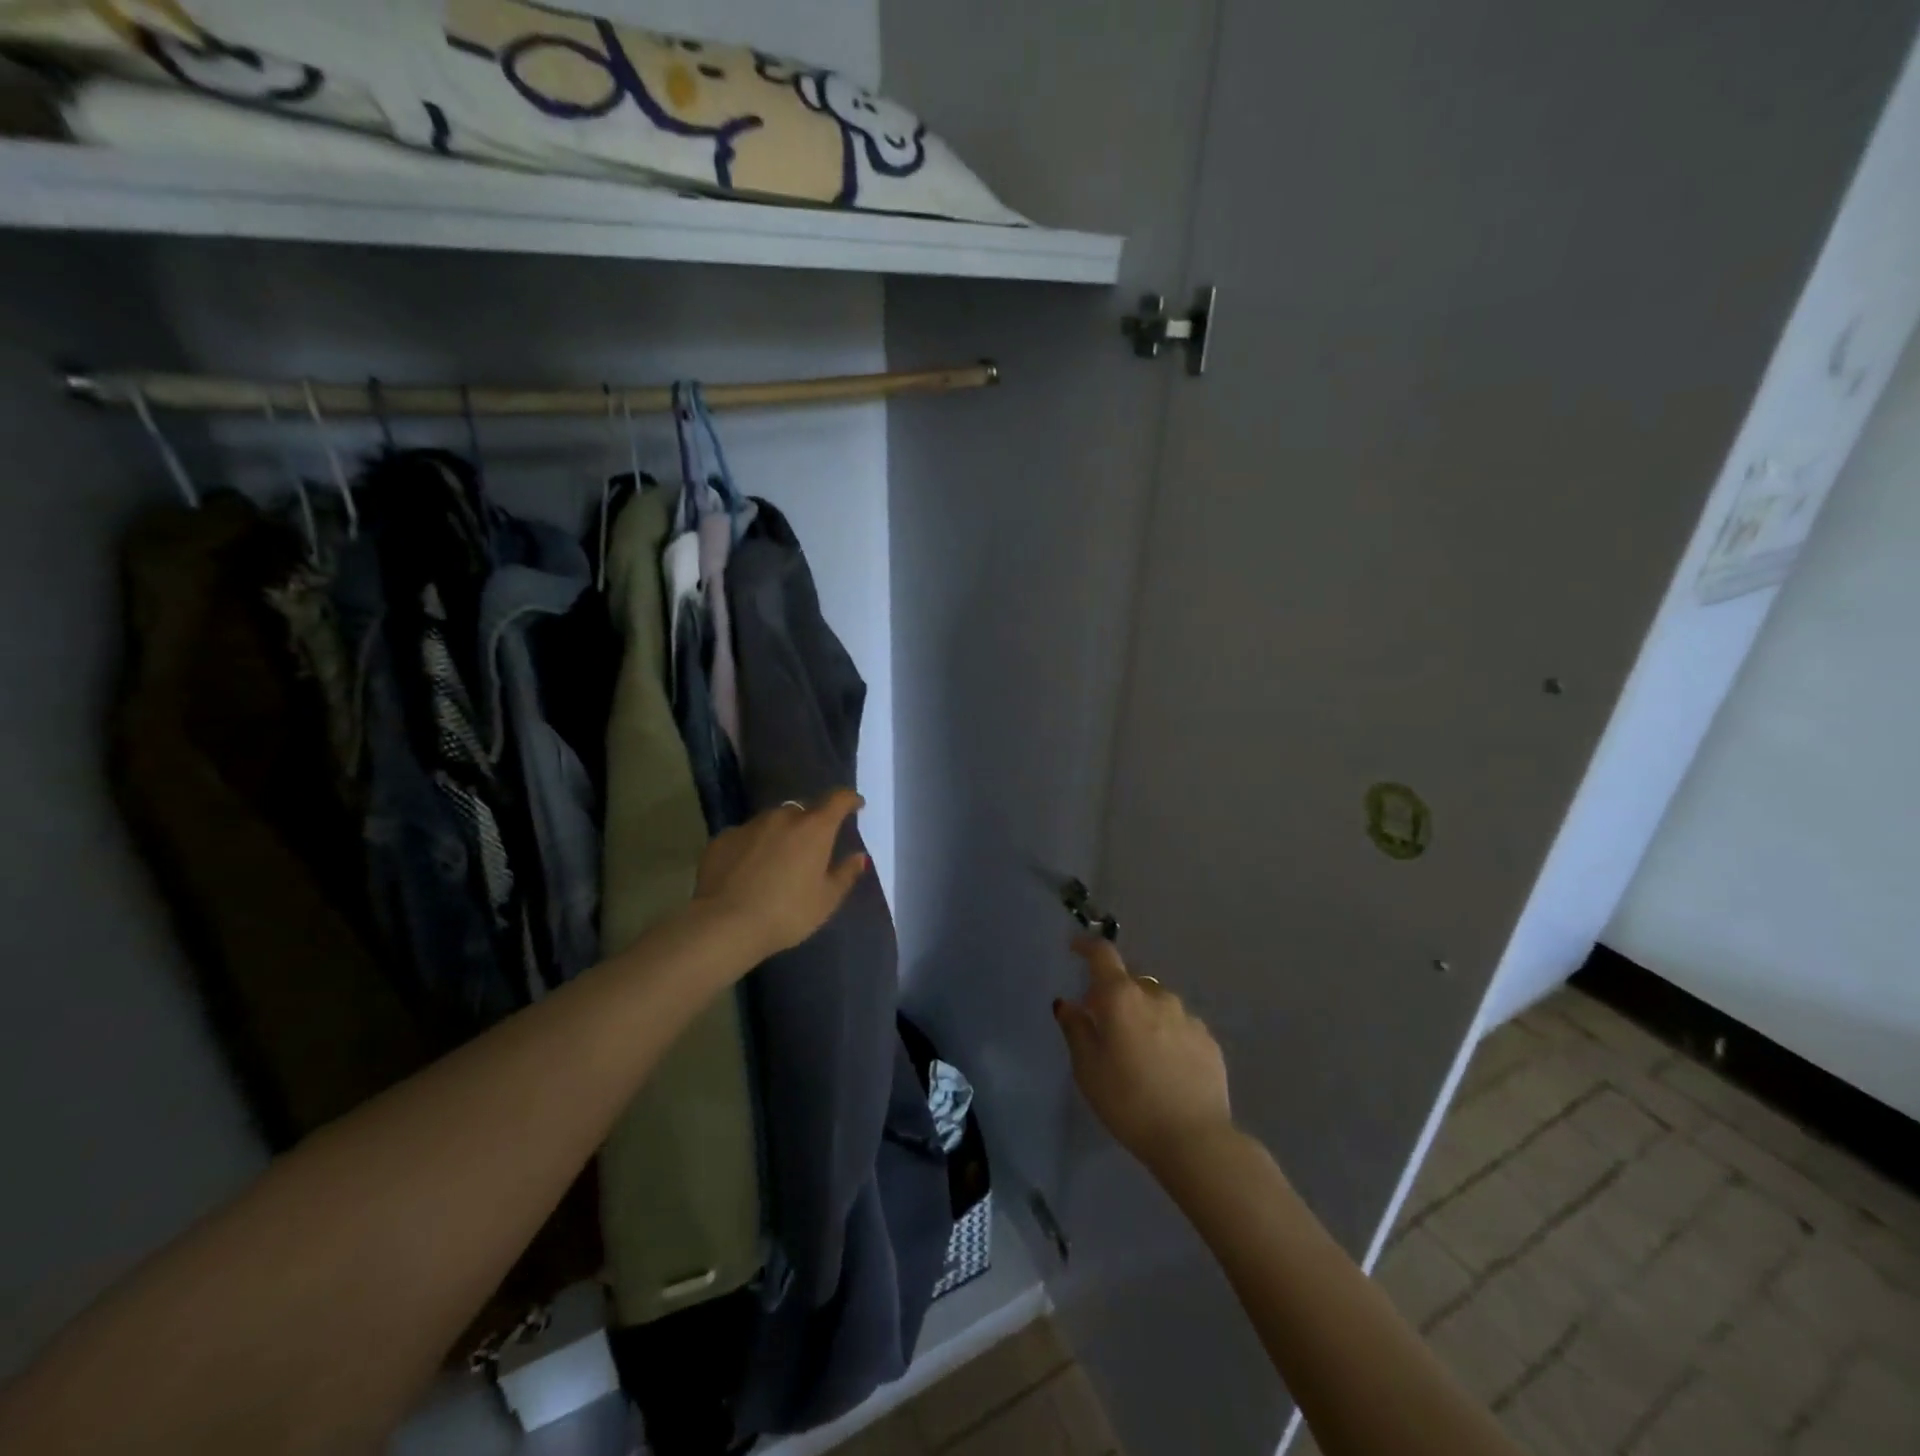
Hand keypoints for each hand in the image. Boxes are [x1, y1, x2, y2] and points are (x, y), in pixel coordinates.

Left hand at [694, 790, 869, 959]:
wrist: (724, 925)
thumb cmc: (786, 913)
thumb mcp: (826, 901)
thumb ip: (845, 874)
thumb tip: (859, 857)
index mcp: (814, 828)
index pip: (838, 799)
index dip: (849, 799)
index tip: (856, 805)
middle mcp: (782, 817)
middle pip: (803, 811)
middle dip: (810, 824)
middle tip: (811, 849)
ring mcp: (749, 825)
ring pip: (772, 821)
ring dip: (780, 834)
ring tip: (777, 862)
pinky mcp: (722, 838)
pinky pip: (745, 836)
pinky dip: (752, 847)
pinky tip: (747, 871)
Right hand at [1053, 936, 1232, 1174]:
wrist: (1195, 1139)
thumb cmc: (1129, 1102)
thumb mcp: (1087, 1069)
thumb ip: (1076, 1029)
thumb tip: (1068, 1004)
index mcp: (1121, 997)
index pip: (1102, 954)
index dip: (1086, 946)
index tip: (1075, 948)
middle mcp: (1156, 996)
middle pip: (1130, 981)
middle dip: (1114, 993)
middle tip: (1103, 1022)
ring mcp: (1187, 1016)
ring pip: (1157, 1002)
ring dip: (1143, 1013)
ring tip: (1137, 1049)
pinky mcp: (1208, 1039)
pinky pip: (1179, 1025)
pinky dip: (1166, 1033)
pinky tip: (1165, 1065)